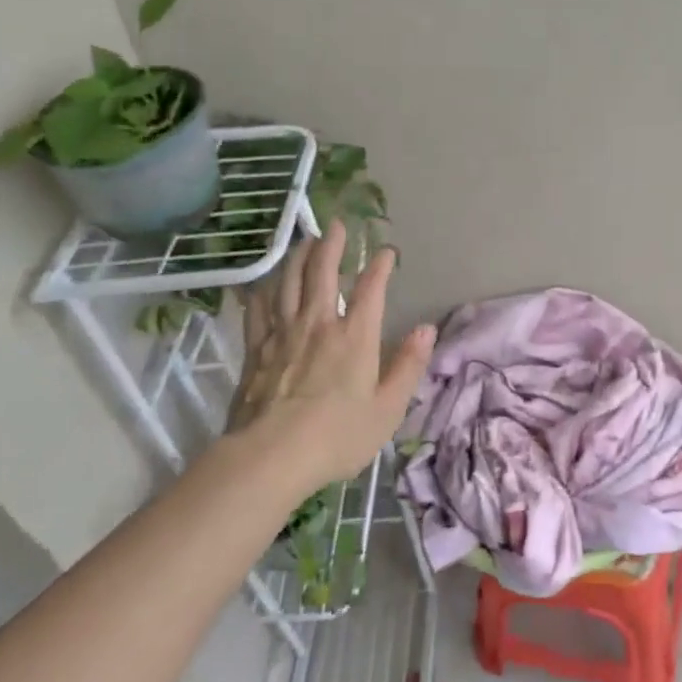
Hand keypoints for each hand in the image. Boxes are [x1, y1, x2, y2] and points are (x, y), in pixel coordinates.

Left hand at [228, 223, 434, 498]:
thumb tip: (426, 329)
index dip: (380, 265)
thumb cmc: (336, 436)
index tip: (387, 251)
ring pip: (288, 282)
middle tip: (336, 224)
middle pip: (323, 272)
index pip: (371, 288)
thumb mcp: (387, 409)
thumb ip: (408, 366)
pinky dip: (262, 290)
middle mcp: (319, 323)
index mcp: (355, 336)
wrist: (270, 457)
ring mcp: (282, 333)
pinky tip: (263, 283)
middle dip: (332, 244)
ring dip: (298, 257)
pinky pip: (258, 309)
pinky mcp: (255, 349)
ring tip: (304, 242)